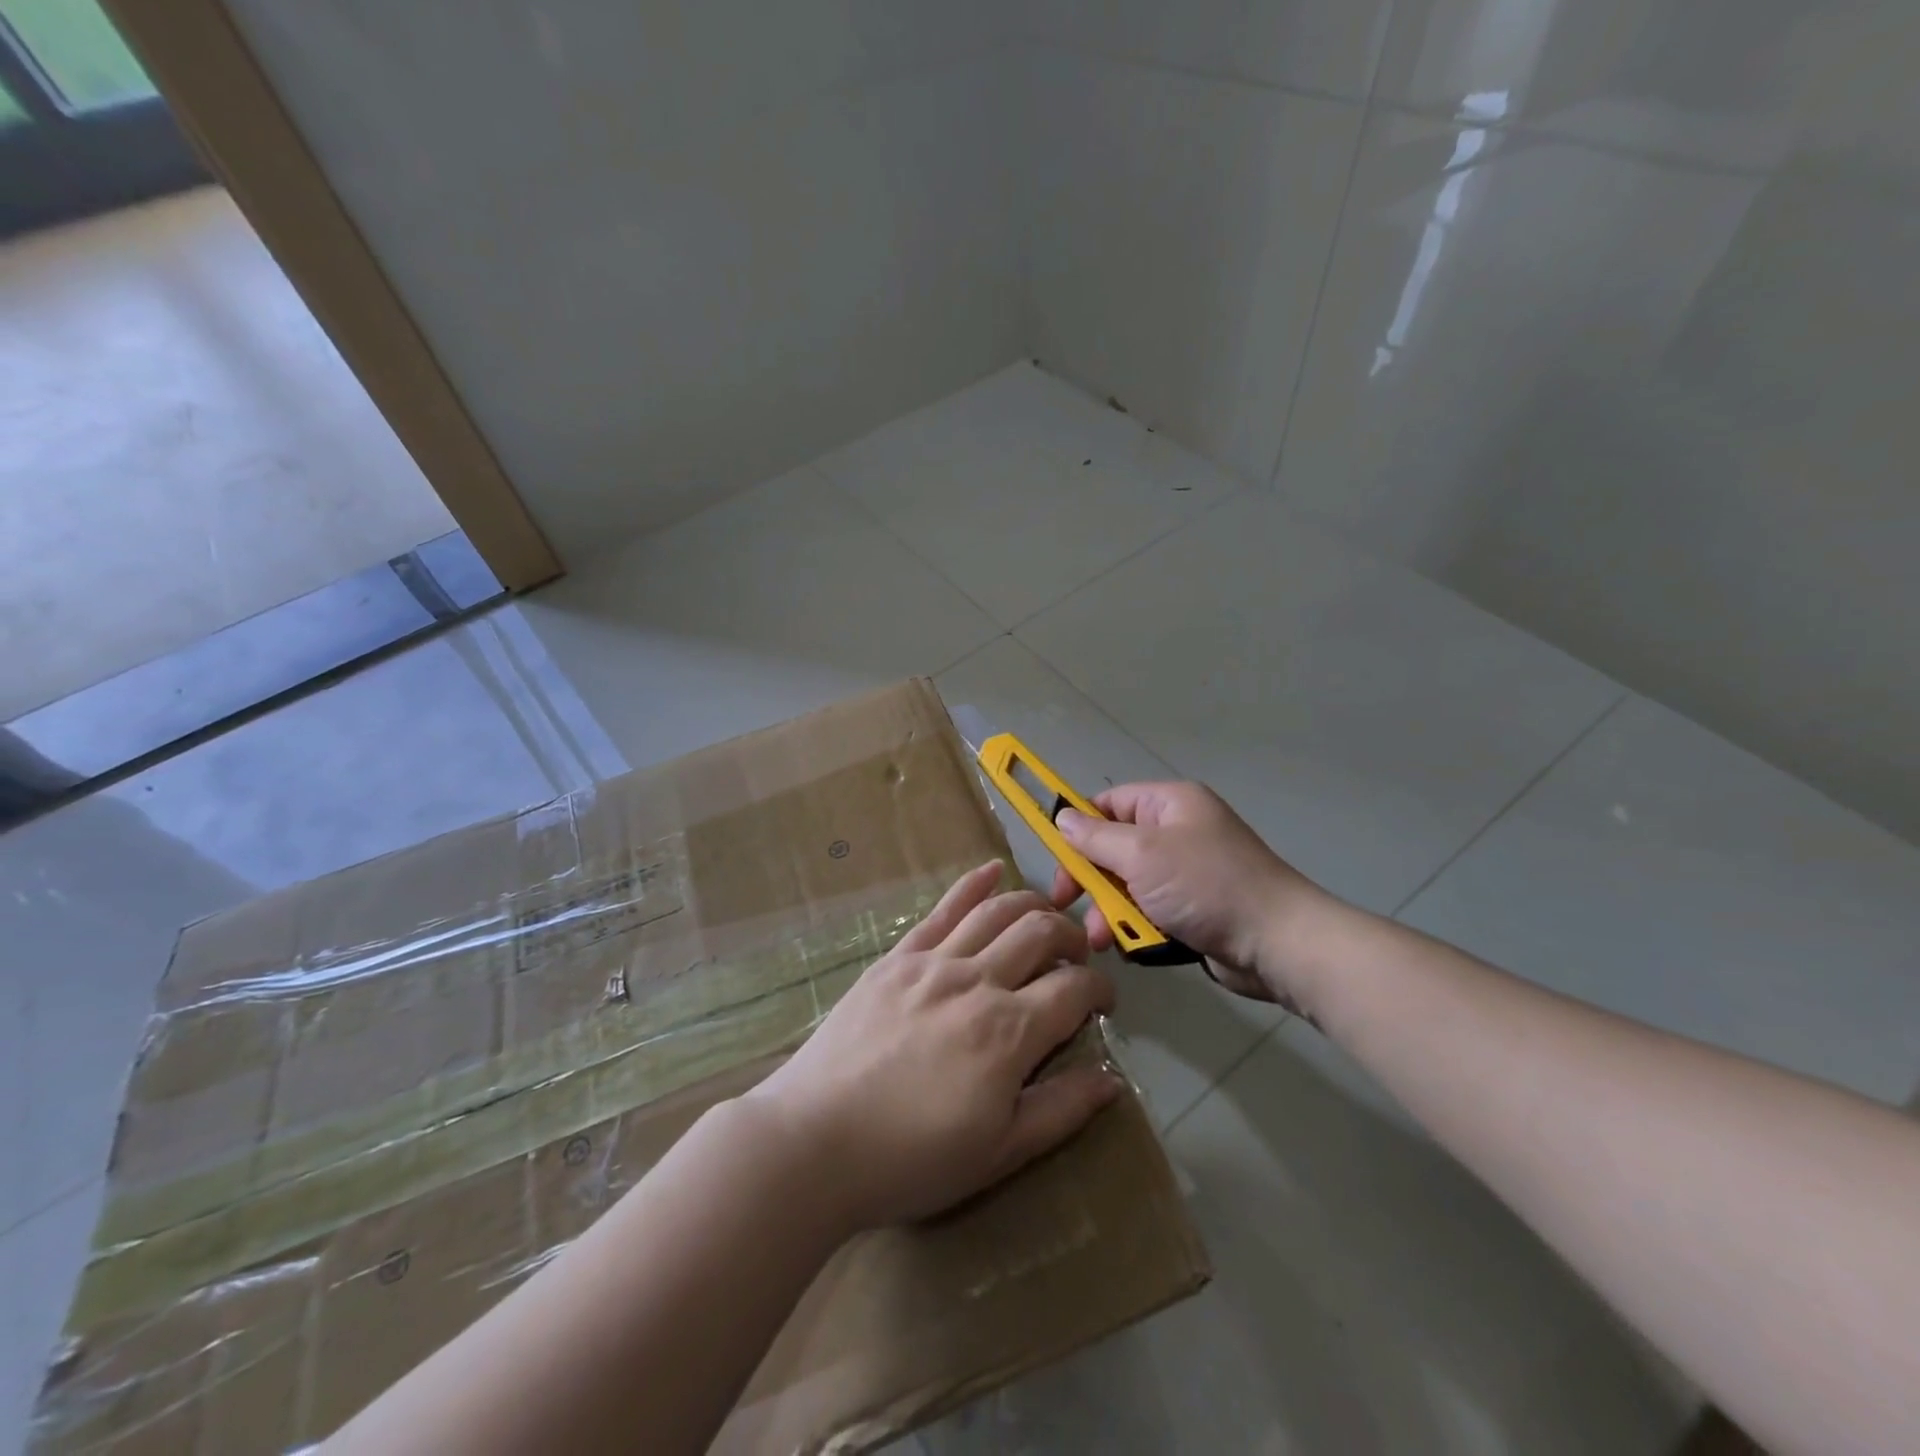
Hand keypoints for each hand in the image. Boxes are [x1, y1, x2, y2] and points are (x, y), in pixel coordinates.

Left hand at [745, 862, 1121, 1232]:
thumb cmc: (911, 1158)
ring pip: (997, 911)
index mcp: (1009, 1031)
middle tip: (1077, 960)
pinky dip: (973, 884)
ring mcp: (933, 961)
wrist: (816, 1141)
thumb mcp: (999, 1153)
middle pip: (1041, 933)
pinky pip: (942, 909)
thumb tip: (1113, 1078)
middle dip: (1072, 938)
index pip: (1074, 989)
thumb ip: (1061, 1110)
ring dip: (1033, 905)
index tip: (1104, 1004)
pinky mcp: (897, 956)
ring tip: (1048, 917)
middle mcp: (977, 980)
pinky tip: (992, 870)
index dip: (1100, 990)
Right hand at [1048, 781, 1331, 1005]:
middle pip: (1114, 848)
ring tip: (1102, 940)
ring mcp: (1187, 873)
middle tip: (1067, 903)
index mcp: (1170, 804)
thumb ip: (1095, 837)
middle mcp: (1178, 832)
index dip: (1078, 826)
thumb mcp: (1141, 854)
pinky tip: (1130, 947)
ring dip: (1110, 911)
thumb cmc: (1205, 885)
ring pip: (1129, 886)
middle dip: (1091, 879)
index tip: (1055, 857)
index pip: (1109, 803)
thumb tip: (1061, 818)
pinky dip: (1136, 927)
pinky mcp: (1194, 910)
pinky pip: (1150, 911)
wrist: (1276, 943)